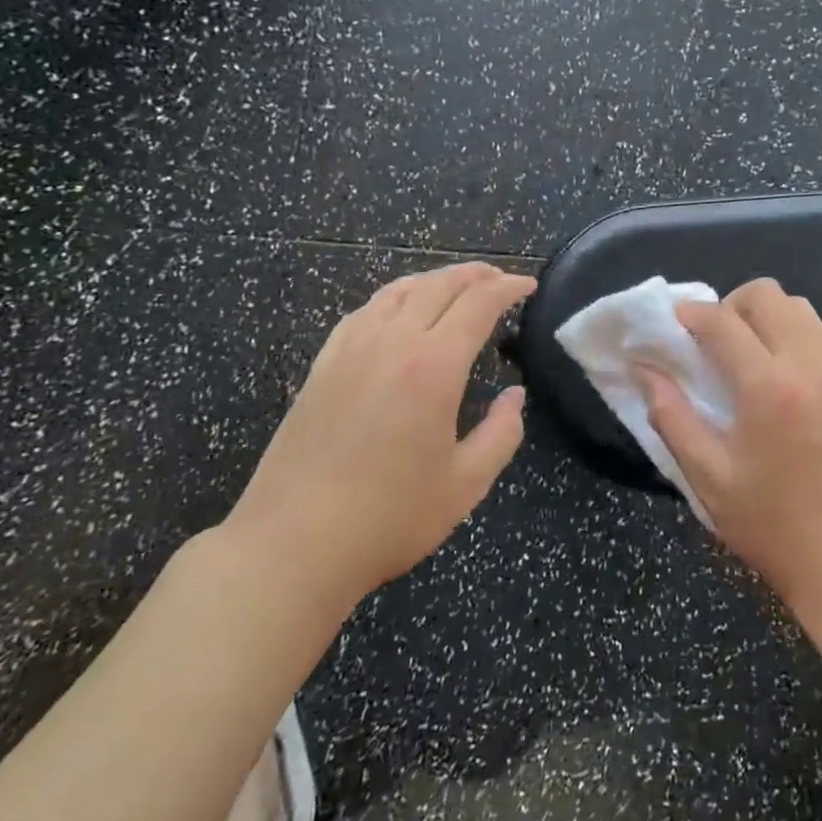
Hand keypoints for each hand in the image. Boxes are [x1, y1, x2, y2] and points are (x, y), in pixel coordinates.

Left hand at [227, 262, 536, 600]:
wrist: (292, 545)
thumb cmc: (388, 519)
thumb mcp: (465, 485)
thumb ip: (501, 434)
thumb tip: (515, 396)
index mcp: (433, 367)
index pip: (478, 304)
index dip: (508, 288)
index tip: (529, 286)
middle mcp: (392, 343)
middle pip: (439, 285)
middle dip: (475, 275)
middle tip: (500, 280)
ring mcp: (350, 350)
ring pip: (398, 291)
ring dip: (435, 280)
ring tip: (456, 285)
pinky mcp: (322, 366)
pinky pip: (364, 312)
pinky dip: (393, 297)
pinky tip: (398, 311)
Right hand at [639, 278, 821, 613]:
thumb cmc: (771, 524)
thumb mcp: (707, 477)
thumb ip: (671, 416)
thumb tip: (644, 370)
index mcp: (767, 387)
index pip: (722, 322)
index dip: (690, 313)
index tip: (672, 322)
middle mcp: (808, 365)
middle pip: (767, 295)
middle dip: (729, 305)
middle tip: (711, 341)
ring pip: (801, 306)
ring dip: (767, 315)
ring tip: (748, 350)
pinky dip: (804, 332)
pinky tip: (789, 364)